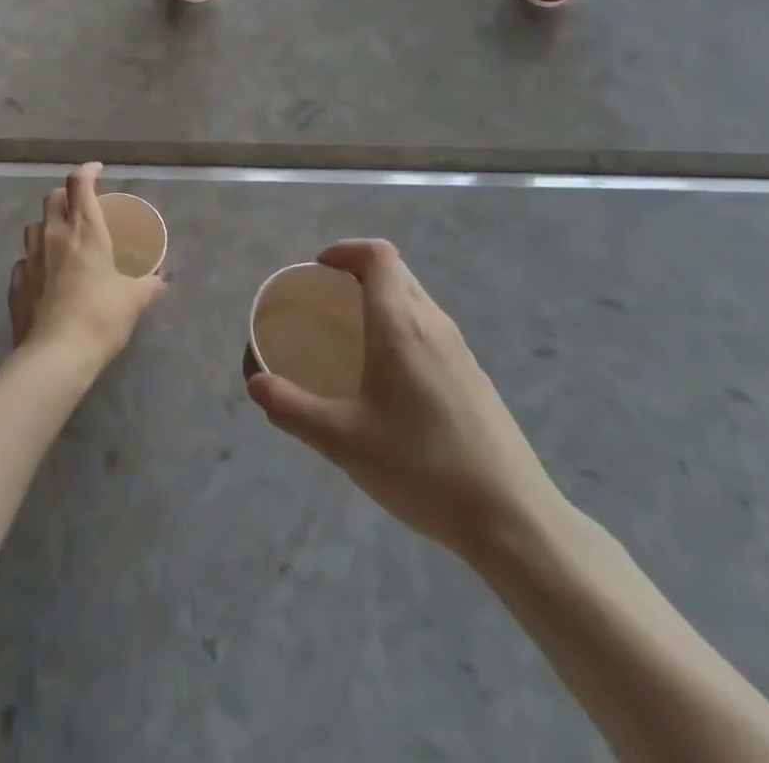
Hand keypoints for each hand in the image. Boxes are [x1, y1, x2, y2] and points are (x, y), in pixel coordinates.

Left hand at [10, 163, 164, 372]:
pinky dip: (35, 260)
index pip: (79, 183)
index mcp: (84, 230)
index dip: (87, 171)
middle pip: (52, 198)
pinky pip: (23, 261)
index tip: (97, 171)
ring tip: (62, 238)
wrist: (56, 356)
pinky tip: (45, 275)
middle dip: (66, 195)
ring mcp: (29, 259)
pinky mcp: (15, 284)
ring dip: (47, 224)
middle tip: (81, 207)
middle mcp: (53, 236)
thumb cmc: (100, 316)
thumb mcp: (134, 300)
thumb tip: (160, 281)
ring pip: (34, 226)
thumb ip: (149, 285)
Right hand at [246, 238, 567, 561]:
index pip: (377, 255)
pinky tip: (389, 378)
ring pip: (414, 298)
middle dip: (357, 272)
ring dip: (380, 298)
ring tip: (351, 337)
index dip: (345, 250)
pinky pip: (429, 326)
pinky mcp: (473, 374)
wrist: (512, 517)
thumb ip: (291, 408)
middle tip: (325, 302)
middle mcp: (433, 323)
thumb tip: (256, 383)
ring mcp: (459, 348)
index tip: (318, 270)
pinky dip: (401, 325)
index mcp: (400, 324)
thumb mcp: (342, 441)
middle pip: (395, 270)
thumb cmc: (422, 468)